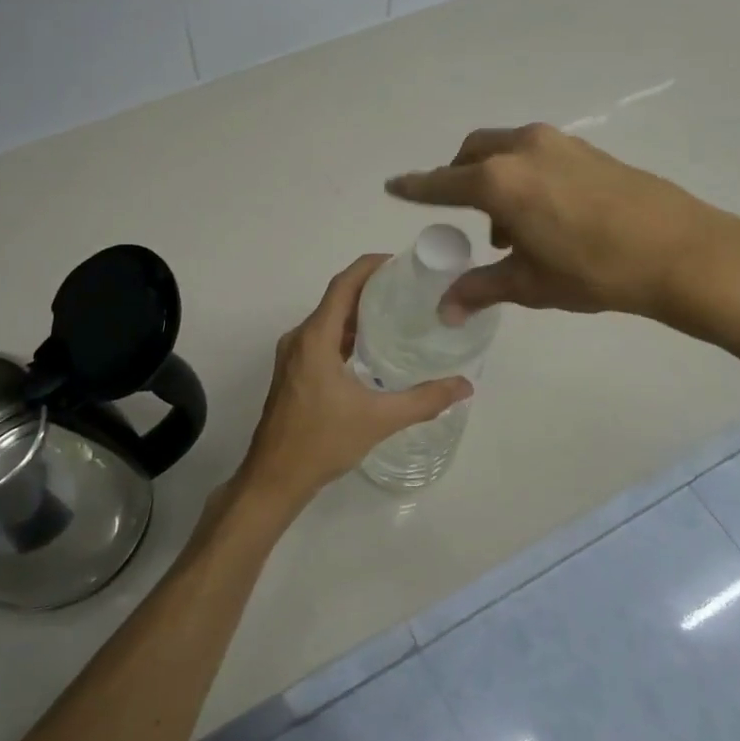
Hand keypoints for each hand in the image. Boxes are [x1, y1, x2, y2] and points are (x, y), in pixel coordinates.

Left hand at [228, 255, 472, 522]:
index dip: (369, 267)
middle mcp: (300, 339)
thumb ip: (424, 400)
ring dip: (358, 313)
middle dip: (370, 288)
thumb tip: (465, 385)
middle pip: (336, 300)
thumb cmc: (322, 442)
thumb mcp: (379, 420)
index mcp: (315, 339)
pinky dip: (347, 335)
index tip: (400, 262)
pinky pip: (322, 340)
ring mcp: (292, 357)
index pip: (343, 286)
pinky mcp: (293, 373)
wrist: (274, 478)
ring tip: (397, 314)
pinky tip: (373, 350)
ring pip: (328, 321)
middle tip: (410, 289)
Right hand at [386, 123, 739, 338]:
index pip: (441, 183)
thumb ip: (481, 289)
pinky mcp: (587, 149)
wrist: (680, 251)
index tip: (393, 185)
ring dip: (495, 178)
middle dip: (458, 178)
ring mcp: (558, 144)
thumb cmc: (593, 271)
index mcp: (498, 181)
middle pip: (472, 154)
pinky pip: (537, 154)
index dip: (415, 187)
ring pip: (506, 150)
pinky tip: (545, 214)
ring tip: (510, 228)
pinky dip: (524, 175)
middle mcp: (522, 150)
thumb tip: (445, 311)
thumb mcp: (530, 284)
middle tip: (465, 217)